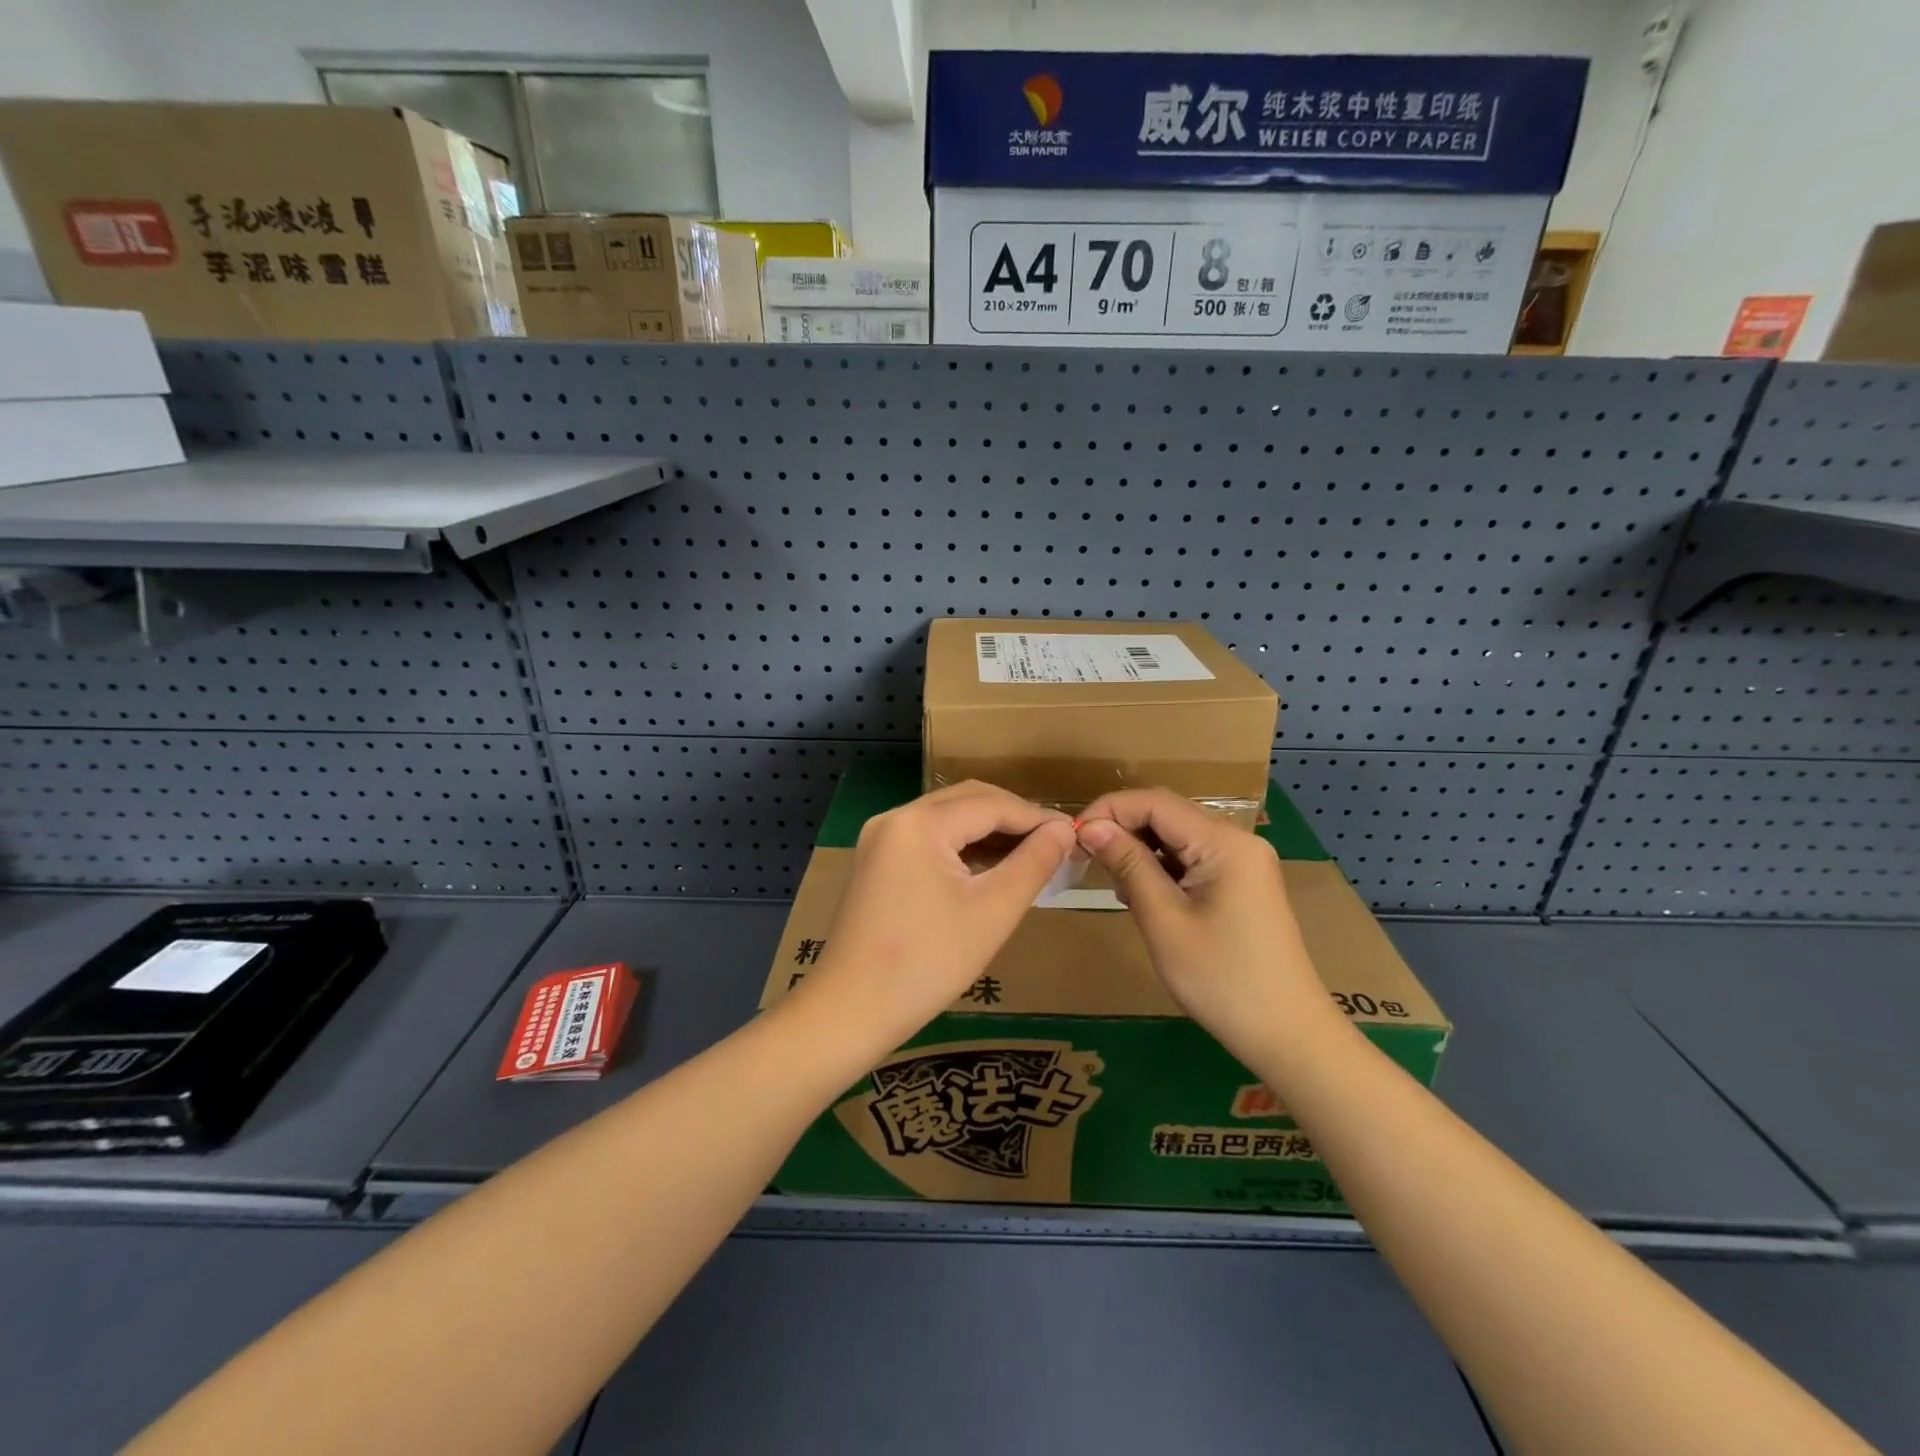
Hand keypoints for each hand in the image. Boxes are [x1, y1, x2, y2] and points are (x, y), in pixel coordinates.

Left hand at [800, 781, 1075, 1051]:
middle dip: (1013, 818)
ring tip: (1030, 856)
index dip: (1036, 818)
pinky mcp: (876, 861)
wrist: (850, 1011)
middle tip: (1054, 844)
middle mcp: (895, 818)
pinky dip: (961, 847)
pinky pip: (928, 838)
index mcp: (919, 823)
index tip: (1074, 836)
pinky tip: (989, 868)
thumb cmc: (927, 963)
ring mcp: (880, 838)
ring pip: (947, 818)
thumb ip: (1033, 863)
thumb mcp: (993, 912)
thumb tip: (1065, 830)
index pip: (991, 804)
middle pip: (967, 801)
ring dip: (988, 831)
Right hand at [1076, 789, 1336, 1066]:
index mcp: (1224, 843)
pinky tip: (1140, 894)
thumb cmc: (1220, 979)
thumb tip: (1090, 826)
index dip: (1109, 811)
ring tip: (1111, 882)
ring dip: (1140, 849)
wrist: (1287, 1035)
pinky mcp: (1242, 883)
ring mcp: (1243, 862)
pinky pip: (1192, 858)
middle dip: (1122, 828)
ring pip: (1177, 836)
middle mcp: (1237, 840)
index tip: (1072, 836)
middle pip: (1167, 814)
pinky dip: (1161, 867)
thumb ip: (1128, 864)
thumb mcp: (1164, 920)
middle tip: (1084, 858)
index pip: (1154, 802)